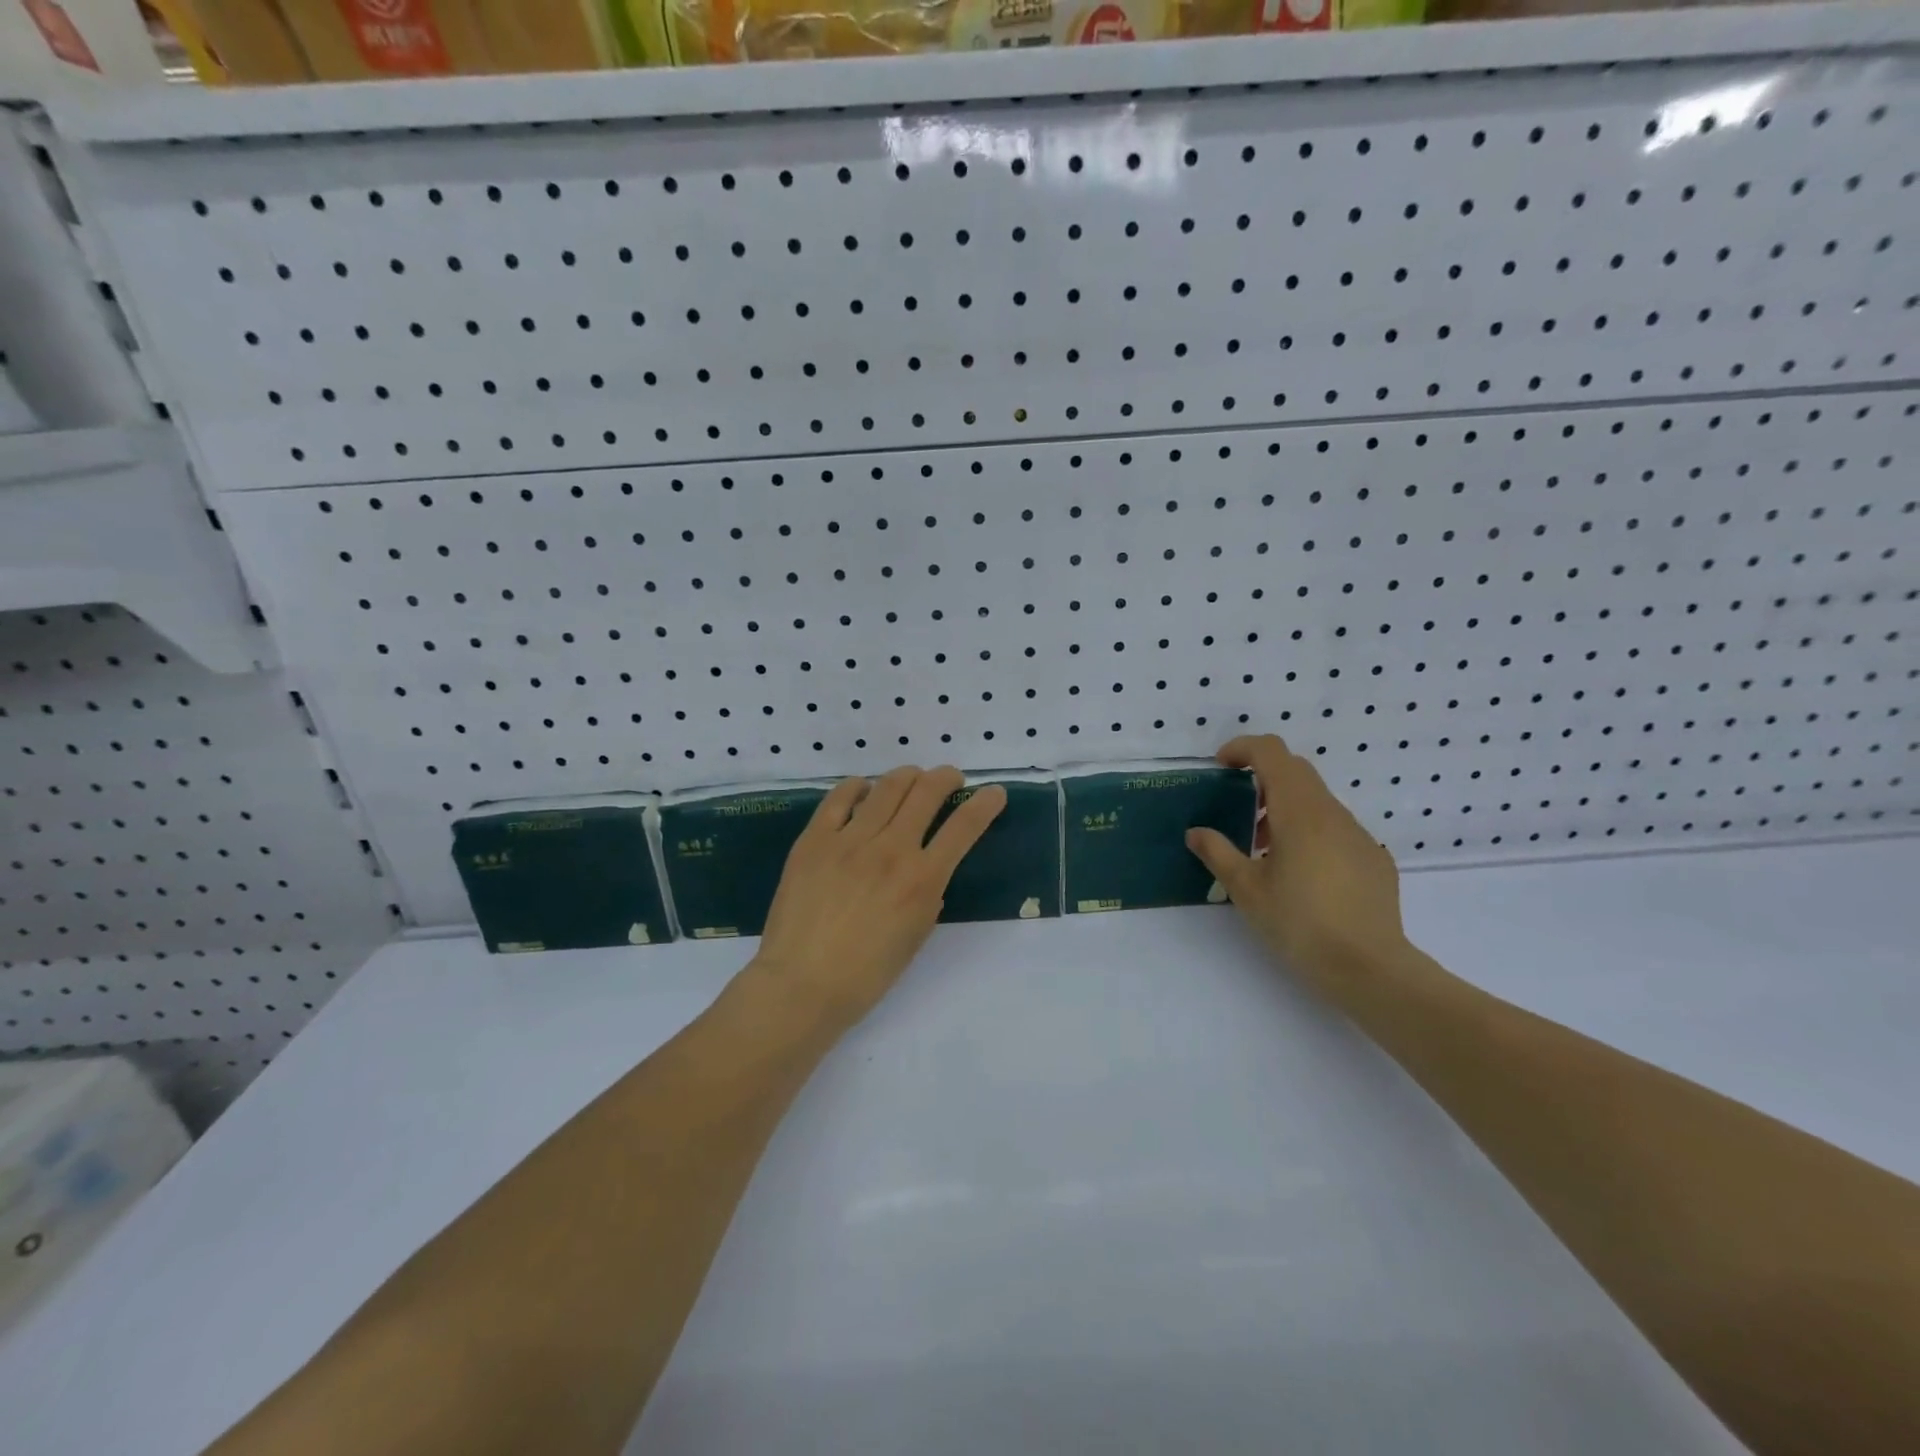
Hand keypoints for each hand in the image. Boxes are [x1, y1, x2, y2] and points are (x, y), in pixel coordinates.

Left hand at [748, 766, 1006, 1029]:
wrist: (800, 984)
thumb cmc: (865, 975)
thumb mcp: (915, 936)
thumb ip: (928, 895)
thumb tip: (927, 868)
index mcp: (922, 880)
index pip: (964, 828)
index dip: (985, 804)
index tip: (994, 793)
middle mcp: (891, 849)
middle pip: (927, 792)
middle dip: (946, 778)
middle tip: (950, 779)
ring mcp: (850, 839)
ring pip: (887, 787)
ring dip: (908, 775)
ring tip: (913, 778)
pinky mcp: (815, 838)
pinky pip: (840, 797)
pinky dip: (858, 787)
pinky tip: (864, 789)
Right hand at [1185, 735, 1410, 996]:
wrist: (1370, 968)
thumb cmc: (1300, 924)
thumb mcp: (1246, 889)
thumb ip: (1218, 853)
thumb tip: (1196, 832)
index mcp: (1299, 811)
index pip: (1271, 752)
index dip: (1242, 748)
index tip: (1220, 766)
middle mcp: (1332, 813)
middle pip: (1296, 771)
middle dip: (1262, 777)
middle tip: (1237, 809)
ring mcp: (1358, 835)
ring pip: (1317, 801)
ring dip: (1285, 809)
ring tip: (1264, 850)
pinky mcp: (1374, 858)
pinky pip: (1336, 829)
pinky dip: (1310, 833)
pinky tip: (1302, 876)